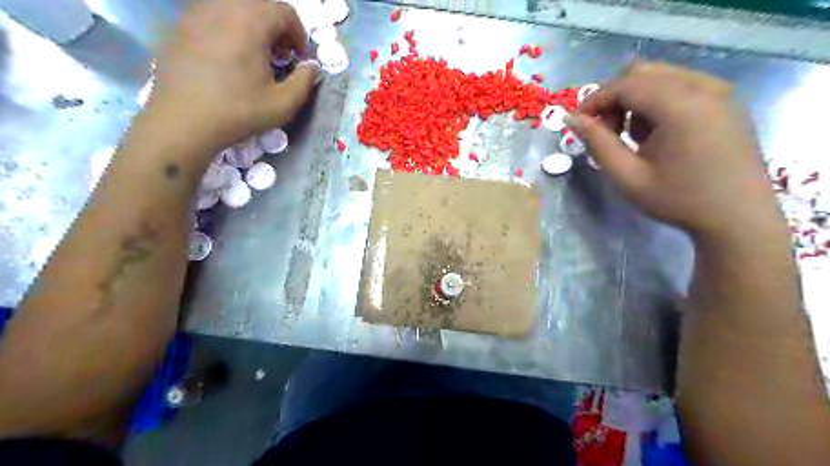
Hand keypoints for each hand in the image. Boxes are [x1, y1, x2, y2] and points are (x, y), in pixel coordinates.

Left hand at [147, 0, 317, 152]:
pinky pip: (212, 16)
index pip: (285, 11)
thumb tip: (312, 67)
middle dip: (276, 27)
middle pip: (259, 5)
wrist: (184, 121)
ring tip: (253, 55)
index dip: (299, 34)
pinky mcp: (180, 26)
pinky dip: (228, 28)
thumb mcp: (284, 104)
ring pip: (234, 7)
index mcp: (251, 22)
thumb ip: (305, 82)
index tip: (298, 58)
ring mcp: (196, 14)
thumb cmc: (239, 111)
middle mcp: (222, 8)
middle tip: (278, 55)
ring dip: (252, 26)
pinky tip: (227, 57)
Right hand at [571, 63, 784, 241]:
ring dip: (634, 98)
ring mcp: (719, 91)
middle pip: (642, 72)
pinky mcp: (726, 100)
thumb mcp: (628, 177)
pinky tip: (656, 132)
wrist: (737, 217)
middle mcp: (704, 87)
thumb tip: (573, 120)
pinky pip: (680, 85)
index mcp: (681, 106)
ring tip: (630, 135)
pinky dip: (656, 101)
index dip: (595, 100)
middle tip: (605, 130)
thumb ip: (598, 144)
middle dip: (613, 97)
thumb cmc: (679, 200)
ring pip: (660, 76)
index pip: (625, 85)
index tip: (578, 124)